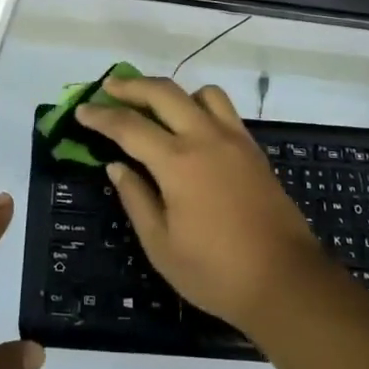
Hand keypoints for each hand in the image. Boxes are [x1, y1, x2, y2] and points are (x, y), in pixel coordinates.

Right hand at [76, 77, 327, 332]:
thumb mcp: (161, 245)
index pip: (129, 126)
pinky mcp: (253, 149)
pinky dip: (200, 105)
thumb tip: (117, 166)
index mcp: (177, 162)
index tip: (81, 110)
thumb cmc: (215, 272)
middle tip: (109, 88)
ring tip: (155, 107)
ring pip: (200, 93)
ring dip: (172, 92)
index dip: (101, 116)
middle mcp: (205, 138)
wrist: (286, 281)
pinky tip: (191, 127)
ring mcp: (234, 139)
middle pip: (163, 93)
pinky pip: (223, 109)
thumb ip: (136, 198)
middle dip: (131, 86)